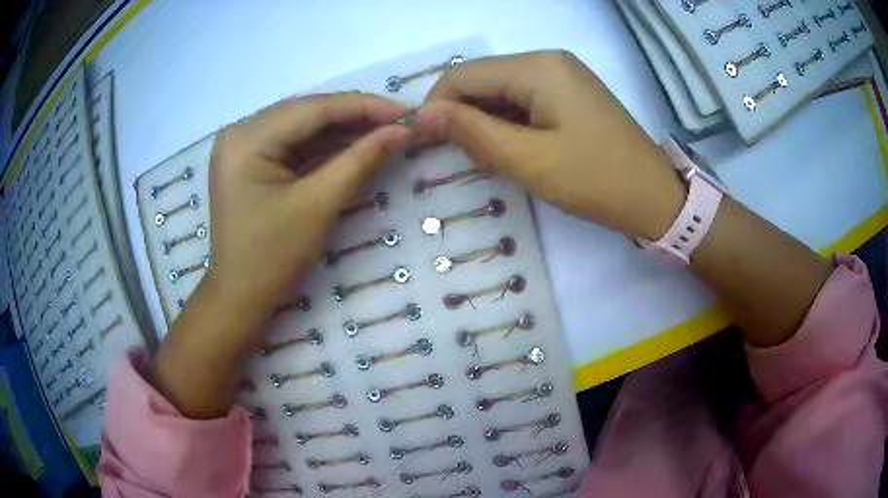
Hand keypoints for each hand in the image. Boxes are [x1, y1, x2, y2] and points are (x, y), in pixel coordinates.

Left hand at [207, 92, 409, 318]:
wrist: (240, 297)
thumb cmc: (273, 258)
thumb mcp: (318, 205)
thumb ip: (361, 159)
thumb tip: (403, 130)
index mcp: (246, 140)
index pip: (312, 108)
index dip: (363, 106)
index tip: (406, 111)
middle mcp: (239, 132)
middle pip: (306, 113)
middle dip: (355, 116)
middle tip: (399, 121)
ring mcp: (242, 146)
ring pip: (301, 126)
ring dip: (342, 129)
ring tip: (385, 131)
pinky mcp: (249, 160)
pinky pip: (292, 143)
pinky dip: (324, 145)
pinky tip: (355, 143)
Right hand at [414, 50, 683, 239]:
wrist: (654, 197)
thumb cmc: (594, 180)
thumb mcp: (528, 160)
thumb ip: (472, 131)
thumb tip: (423, 115)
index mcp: (537, 67)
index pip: (463, 75)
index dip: (436, 106)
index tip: (423, 142)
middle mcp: (547, 60)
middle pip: (483, 80)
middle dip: (463, 116)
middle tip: (461, 159)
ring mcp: (561, 75)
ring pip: (501, 92)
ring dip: (486, 123)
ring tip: (490, 160)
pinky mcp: (570, 94)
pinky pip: (524, 100)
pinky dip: (509, 124)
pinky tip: (513, 150)